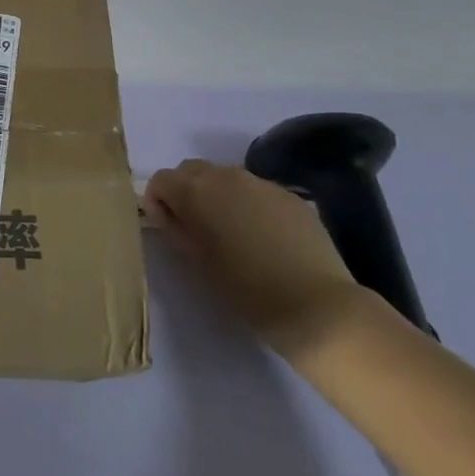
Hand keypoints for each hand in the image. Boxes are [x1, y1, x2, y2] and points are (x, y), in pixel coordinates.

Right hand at [145, 160, 363, 357]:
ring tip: (231, 231)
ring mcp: (262, 183)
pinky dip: (249, 204)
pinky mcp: (291, 196)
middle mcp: (226, 176)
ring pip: (226, 177)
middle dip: (185, 191)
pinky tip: (263, 236)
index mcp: (196, 191)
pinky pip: (257, 191)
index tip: (168, 228)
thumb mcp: (195, 260)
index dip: (158, 202)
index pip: (161, 180)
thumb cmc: (245, 287)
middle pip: (192, 170)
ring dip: (218, 195)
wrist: (315, 305)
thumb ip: (174, 227)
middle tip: (195, 226)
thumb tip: (166, 211)